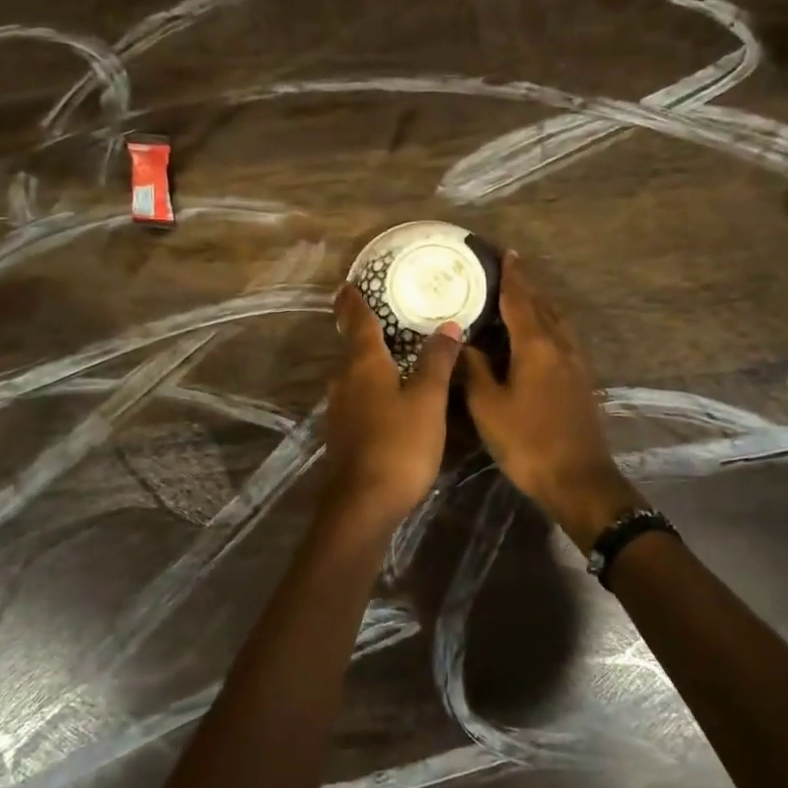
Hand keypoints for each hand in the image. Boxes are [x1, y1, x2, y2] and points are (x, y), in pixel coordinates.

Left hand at [320, 283, 463, 527]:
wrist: (363, 504)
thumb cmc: (399, 445)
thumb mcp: (427, 401)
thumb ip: (437, 362)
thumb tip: (447, 325)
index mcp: (363, 364)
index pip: (357, 321)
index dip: (353, 301)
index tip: (348, 283)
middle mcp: (344, 380)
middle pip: (353, 346)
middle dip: (363, 328)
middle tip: (384, 312)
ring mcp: (340, 408)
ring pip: (354, 373)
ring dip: (369, 359)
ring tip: (392, 350)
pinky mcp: (343, 432)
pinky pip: (358, 395)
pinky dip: (371, 384)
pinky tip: (388, 393)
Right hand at [461, 252, 639, 549]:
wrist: (578, 480)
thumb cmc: (527, 441)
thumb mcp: (487, 406)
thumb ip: (474, 369)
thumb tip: (462, 342)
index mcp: (536, 345)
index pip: (521, 299)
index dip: (512, 275)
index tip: (505, 252)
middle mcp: (560, 345)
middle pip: (542, 305)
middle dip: (526, 285)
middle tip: (506, 269)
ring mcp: (575, 363)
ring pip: (556, 321)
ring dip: (538, 304)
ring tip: (518, 297)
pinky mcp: (580, 380)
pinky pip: (561, 338)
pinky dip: (545, 325)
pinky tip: (534, 336)